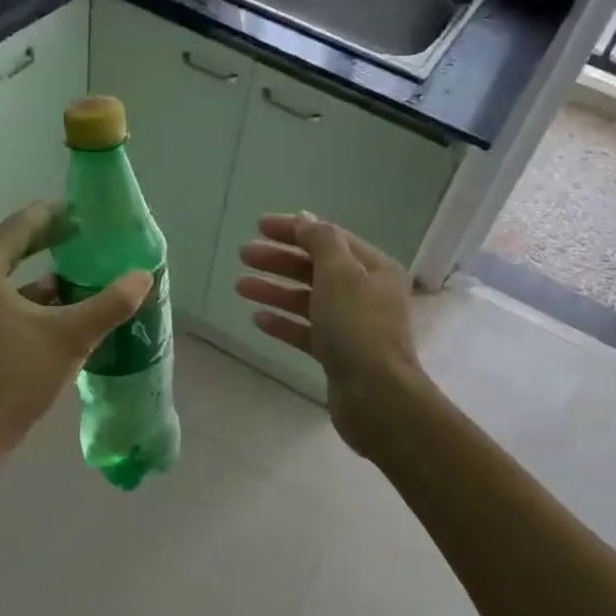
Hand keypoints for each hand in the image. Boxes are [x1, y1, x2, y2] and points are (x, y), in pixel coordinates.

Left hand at [0, 202, 151, 458]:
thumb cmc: (16, 376)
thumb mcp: (70, 336)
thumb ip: (109, 304)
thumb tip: (144, 277)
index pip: (19, 227)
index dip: (54, 215)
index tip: (84, 211)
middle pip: (14, 251)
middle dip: (53, 245)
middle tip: (90, 238)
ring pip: (13, 284)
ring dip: (48, 280)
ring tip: (88, 275)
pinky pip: (8, 306)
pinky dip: (37, 305)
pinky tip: (70, 313)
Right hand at [236, 212, 422, 456]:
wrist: (375, 395)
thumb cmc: (357, 326)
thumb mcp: (339, 273)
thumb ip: (321, 241)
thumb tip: (306, 219)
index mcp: (374, 268)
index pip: (330, 238)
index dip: (294, 230)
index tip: (259, 226)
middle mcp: (366, 293)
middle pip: (316, 268)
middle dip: (280, 260)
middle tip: (243, 254)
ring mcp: (352, 326)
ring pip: (308, 300)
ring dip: (275, 291)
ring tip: (240, 286)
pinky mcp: (338, 355)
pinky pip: (307, 331)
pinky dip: (284, 323)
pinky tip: (258, 319)